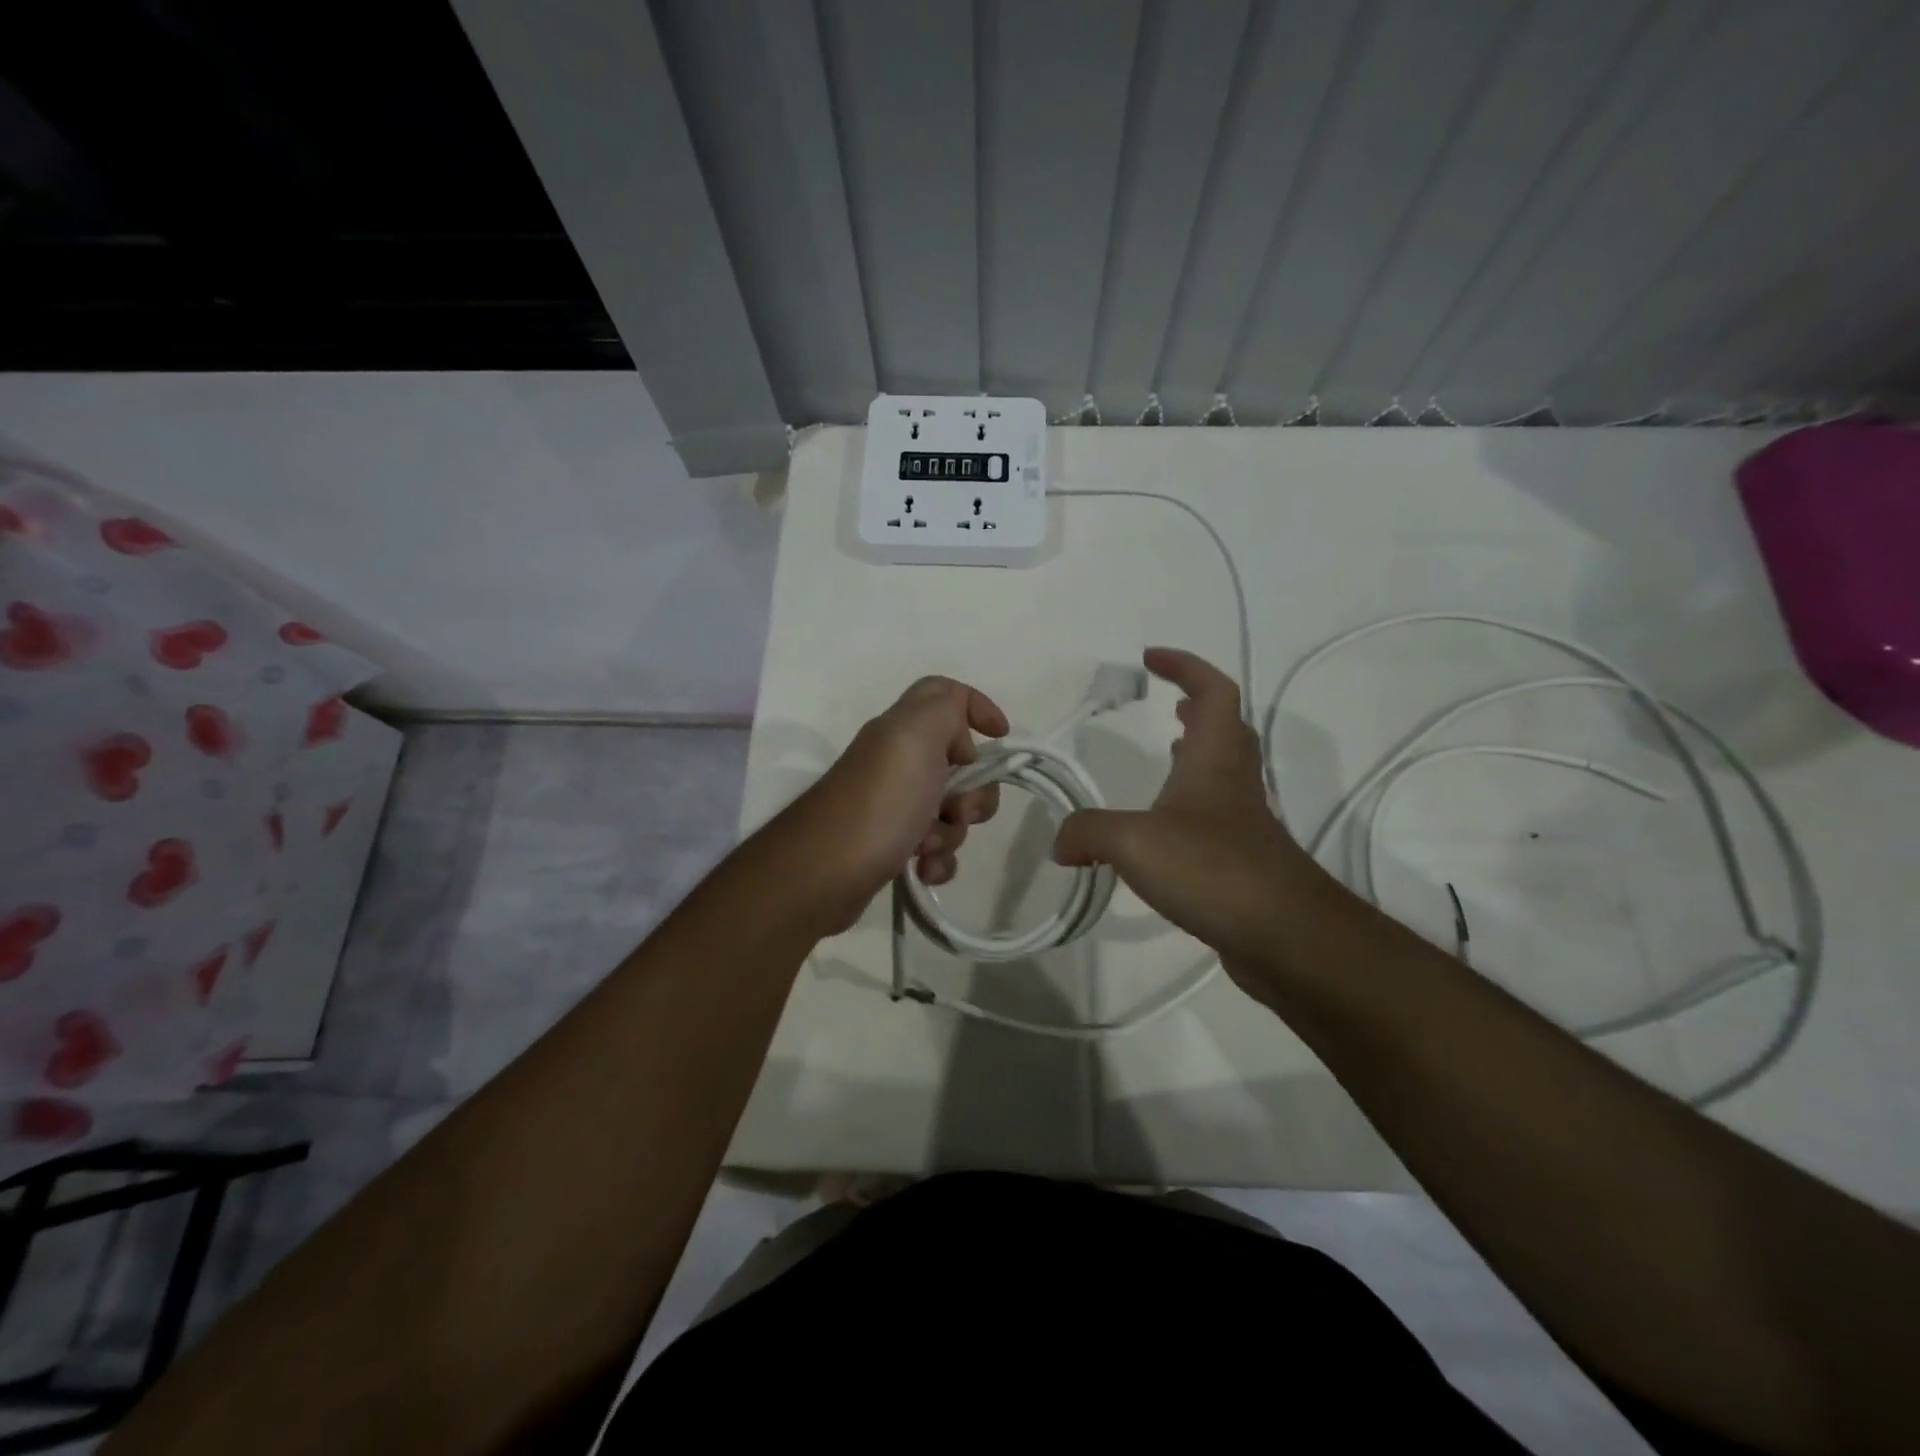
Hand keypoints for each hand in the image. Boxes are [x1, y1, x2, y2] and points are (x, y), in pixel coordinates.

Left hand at [787, 676, 1007, 929]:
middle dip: (974, 793)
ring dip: (952, 833)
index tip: (1001, 738)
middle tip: (957, 810)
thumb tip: (962, 736)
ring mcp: (894, 806)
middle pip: (961, 764)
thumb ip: (946, 707)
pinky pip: (935, 849)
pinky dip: (937, 861)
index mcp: (903, 730)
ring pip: (952, 812)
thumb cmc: (880, 801)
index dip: (978, 707)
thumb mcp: (916, 736)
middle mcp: (898, 762)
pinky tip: (922, 871)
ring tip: (926, 847)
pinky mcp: (890, 846)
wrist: (824, 872)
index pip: (945, 696)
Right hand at [1051, 648, 1332, 990]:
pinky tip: (1162, 827)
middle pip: (1226, 727)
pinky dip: (1189, 801)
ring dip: (1197, 751)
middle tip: (1168, 703)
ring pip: (1223, 769)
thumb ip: (1087, 832)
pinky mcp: (1242, 858)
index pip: (1213, 690)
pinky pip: (1214, 812)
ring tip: (1167, 751)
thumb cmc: (1212, 868)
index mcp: (1214, 758)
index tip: (1150, 658)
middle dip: (1198, 706)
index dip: (1185, 666)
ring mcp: (1243, 820)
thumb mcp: (1133, 842)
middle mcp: (1234, 780)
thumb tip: (1060, 842)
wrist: (1284, 935)